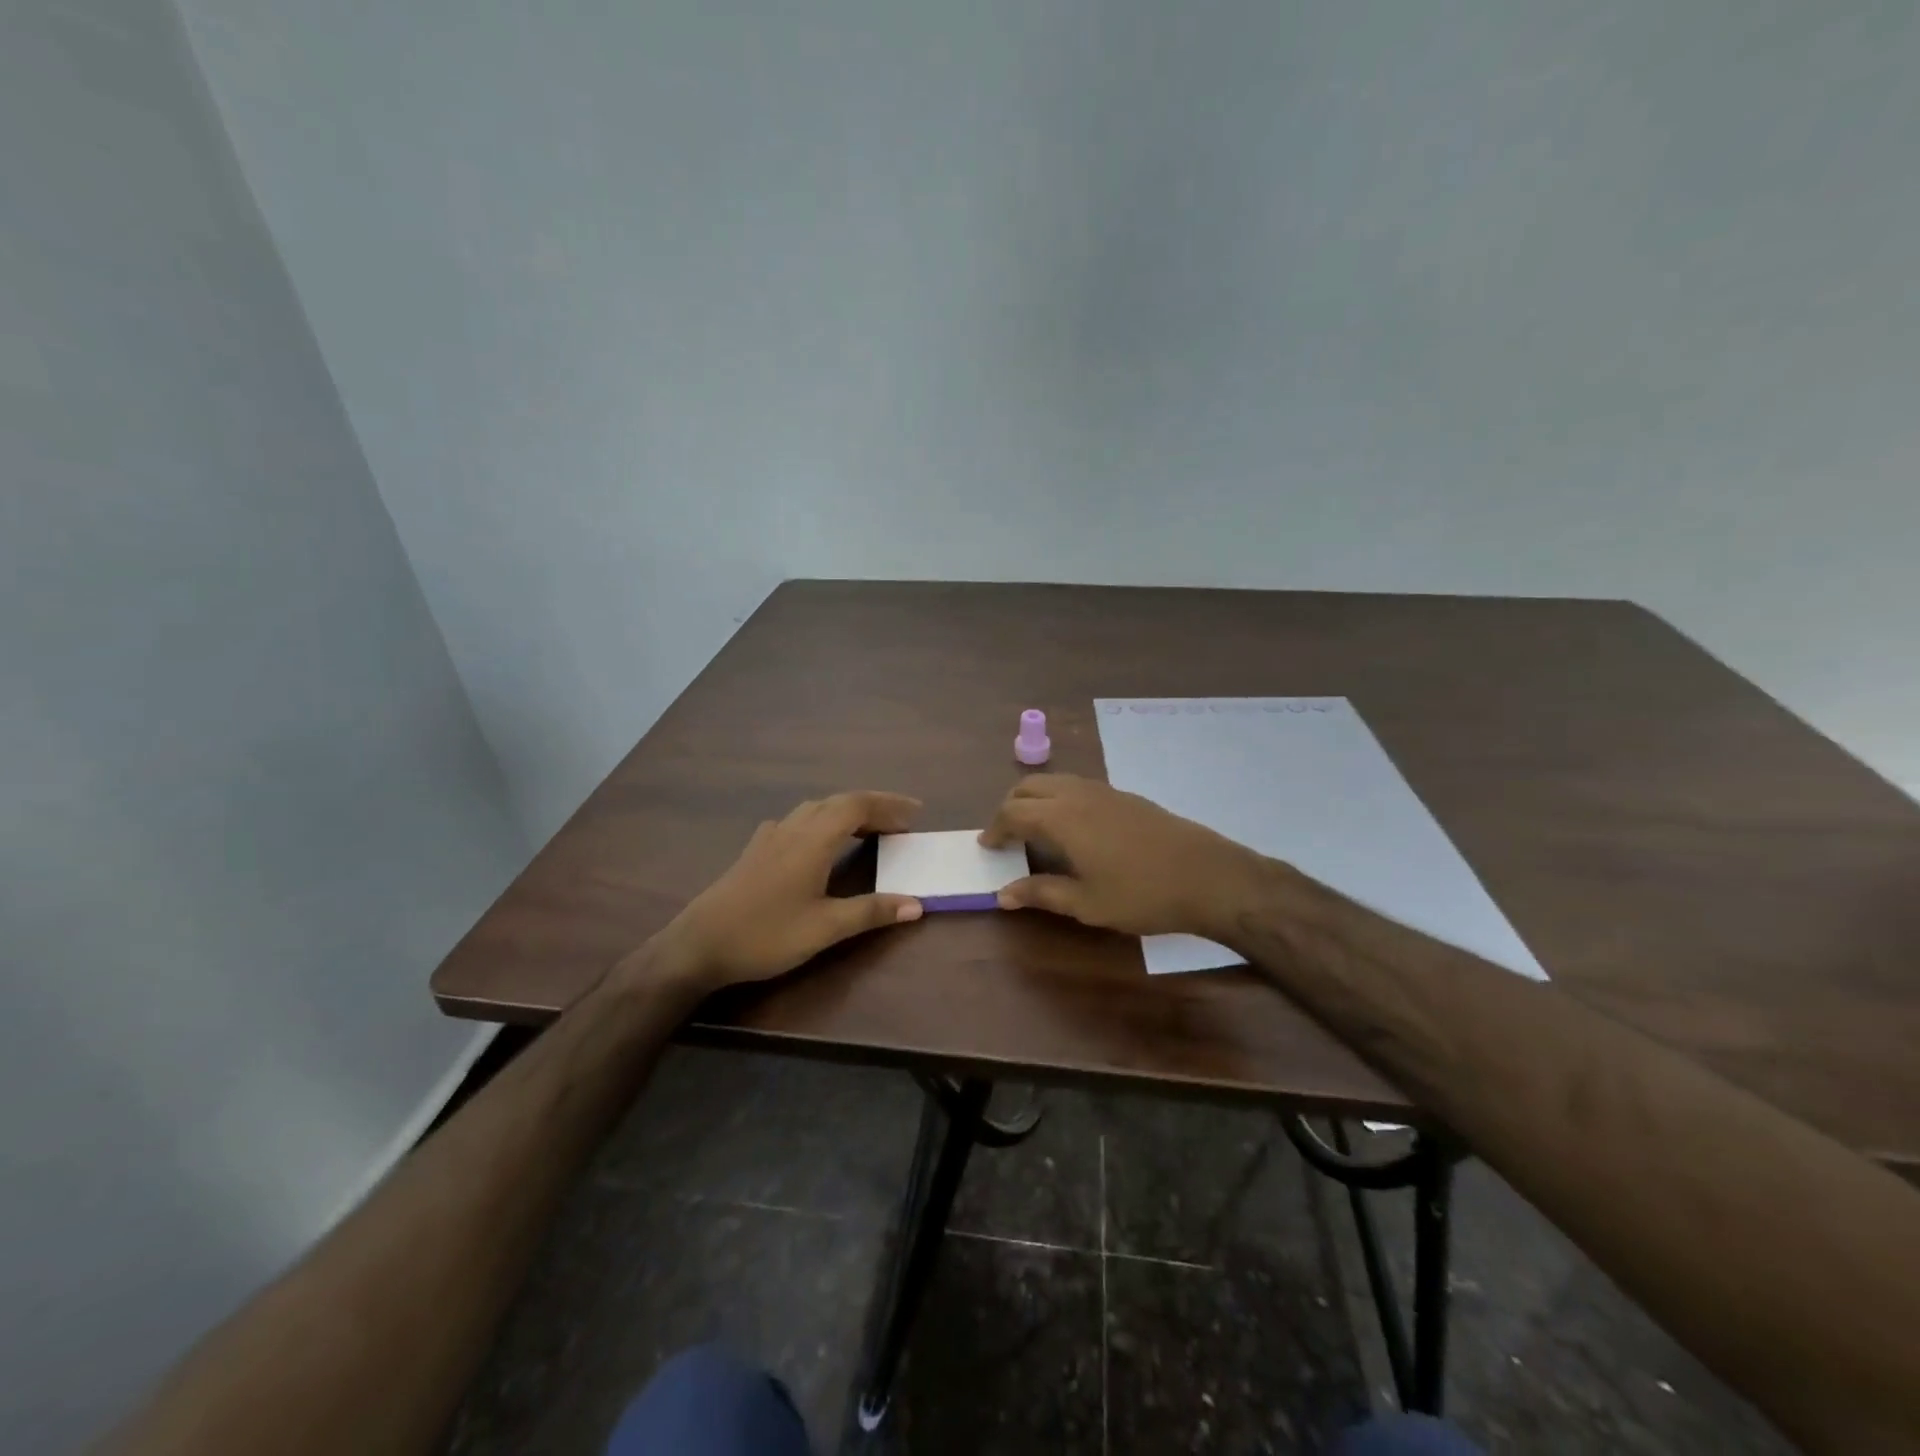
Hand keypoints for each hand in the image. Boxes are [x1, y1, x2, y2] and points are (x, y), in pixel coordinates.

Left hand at [654, 791, 924, 990]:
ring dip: (846, 811)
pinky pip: (797, 820)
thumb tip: (916, 904)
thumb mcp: (824, 928)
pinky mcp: (755, 850)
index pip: (857, 805)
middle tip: (901, 822)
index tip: (916, 813)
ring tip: (869, 829)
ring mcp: (770, 837)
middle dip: (873, 806)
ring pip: (815, 808)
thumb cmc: (765, 935)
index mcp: (813, 840)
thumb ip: (871, 912)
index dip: (889, 804)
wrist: (699, 945)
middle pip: (838, 802)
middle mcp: (793, 828)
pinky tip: (819, 841)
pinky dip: (821, 821)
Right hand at [979, 774, 1265, 938]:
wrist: (1208, 876)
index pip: (1012, 812)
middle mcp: (1078, 795)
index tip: (987, 846)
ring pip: (1055, 781)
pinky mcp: (1125, 795)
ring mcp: (1104, 791)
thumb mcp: (1086, 903)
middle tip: (1005, 835)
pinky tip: (1072, 826)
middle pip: (1029, 787)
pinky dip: (1059, 797)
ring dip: (1035, 799)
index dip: (995, 828)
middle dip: (1010, 807)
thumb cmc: (1142, 895)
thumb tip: (1002, 895)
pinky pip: (1077, 786)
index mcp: (1061, 818)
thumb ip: (1041, 894)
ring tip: (1034, 829)